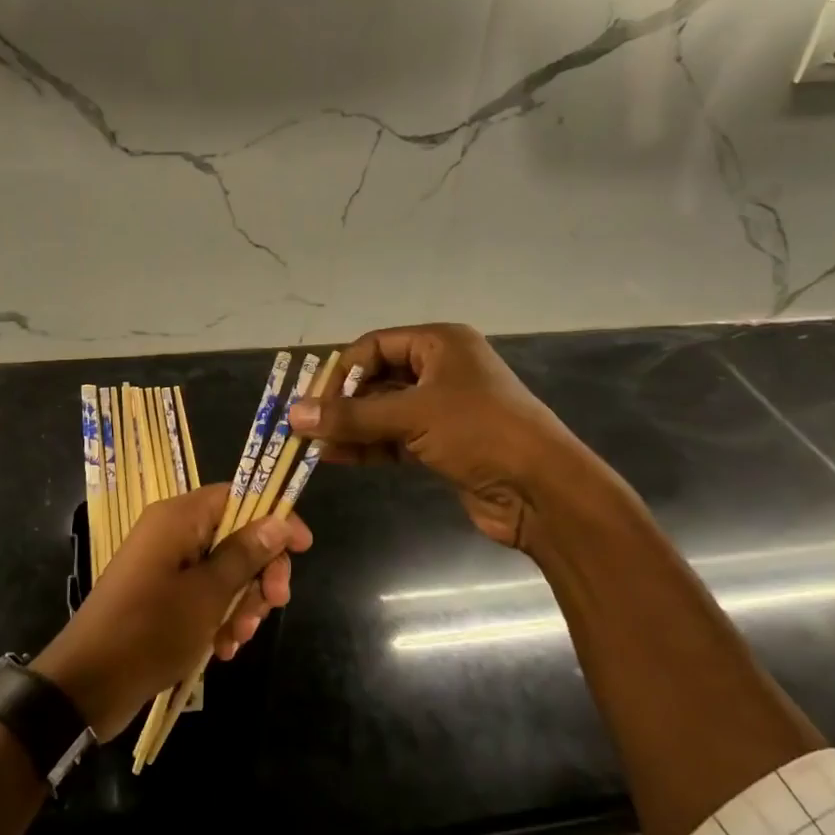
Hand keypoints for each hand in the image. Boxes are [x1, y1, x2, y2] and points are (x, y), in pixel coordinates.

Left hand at [33, 485, 310, 740]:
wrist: (87, 684)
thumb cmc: (151, 630)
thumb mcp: (208, 594)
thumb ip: (245, 554)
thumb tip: (279, 521)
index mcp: (179, 517)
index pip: (239, 496)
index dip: (274, 517)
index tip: (302, 548)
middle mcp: (172, 532)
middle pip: (236, 535)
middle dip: (258, 573)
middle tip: (273, 606)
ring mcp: (164, 564)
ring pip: (223, 569)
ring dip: (241, 602)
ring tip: (237, 639)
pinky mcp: (160, 594)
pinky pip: (202, 593)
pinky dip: (218, 616)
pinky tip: (222, 649)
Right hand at [288, 323, 625, 548]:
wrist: (541, 490)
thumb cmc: (480, 432)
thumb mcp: (413, 416)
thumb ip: (352, 416)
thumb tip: (293, 415)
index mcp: (440, 344)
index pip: (375, 346)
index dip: (341, 371)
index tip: (311, 401)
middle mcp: (441, 369)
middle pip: (377, 379)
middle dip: (342, 403)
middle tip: (305, 425)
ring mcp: (442, 409)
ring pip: (384, 412)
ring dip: (351, 427)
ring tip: (312, 445)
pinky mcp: (443, 444)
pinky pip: (395, 438)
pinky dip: (368, 446)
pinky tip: (336, 457)